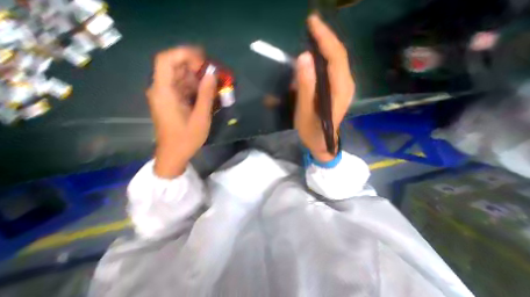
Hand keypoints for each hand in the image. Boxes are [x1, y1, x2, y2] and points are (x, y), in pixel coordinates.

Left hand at [147, 45, 216, 175]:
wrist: (174, 154)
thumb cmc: (187, 138)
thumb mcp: (200, 117)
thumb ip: (205, 95)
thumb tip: (211, 75)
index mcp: (164, 92)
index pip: (166, 60)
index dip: (184, 54)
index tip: (203, 59)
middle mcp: (160, 90)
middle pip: (173, 68)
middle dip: (194, 67)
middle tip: (213, 73)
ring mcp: (164, 96)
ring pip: (178, 78)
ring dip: (196, 78)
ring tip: (213, 84)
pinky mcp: (170, 103)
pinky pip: (180, 88)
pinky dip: (193, 88)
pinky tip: (205, 93)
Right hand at [294, 14, 355, 162]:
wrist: (323, 144)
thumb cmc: (313, 131)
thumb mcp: (305, 112)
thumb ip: (306, 87)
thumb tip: (304, 58)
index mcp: (340, 90)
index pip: (335, 57)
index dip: (324, 38)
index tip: (312, 22)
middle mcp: (346, 85)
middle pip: (338, 55)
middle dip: (325, 39)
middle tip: (309, 27)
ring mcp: (343, 88)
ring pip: (335, 61)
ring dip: (324, 49)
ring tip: (310, 39)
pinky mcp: (338, 91)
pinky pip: (331, 70)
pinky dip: (322, 61)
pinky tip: (312, 60)